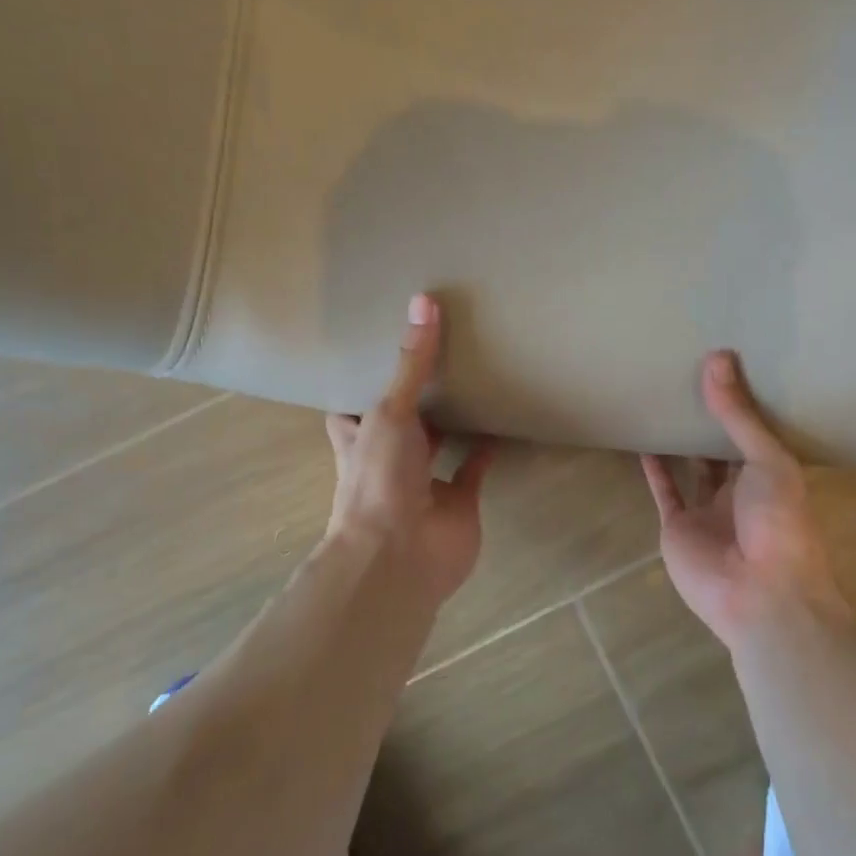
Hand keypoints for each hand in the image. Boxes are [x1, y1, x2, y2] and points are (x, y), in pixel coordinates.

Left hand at [325, 294, 496, 605]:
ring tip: (474, 377)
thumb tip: (424, 300)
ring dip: (453, 421)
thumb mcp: (389, 411)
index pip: (353, 405)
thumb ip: (411, 363)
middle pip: (401, 422)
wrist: (400, 555)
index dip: (364, 380)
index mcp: (359, 437)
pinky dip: (487, 449)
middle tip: (441, 353)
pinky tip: (502, 420)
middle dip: (416, 396)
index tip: (382, 345)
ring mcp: (424, 482)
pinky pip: (474, 469)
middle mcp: (388, 458)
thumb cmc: (379, 478)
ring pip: (439, 444)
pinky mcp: (459, 500)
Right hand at [641, 351, 844, 651]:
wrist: (760, 594)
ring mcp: (709, 510)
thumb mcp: (768, 460)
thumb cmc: (779, 521)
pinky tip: (643, 441)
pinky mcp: (679, 526)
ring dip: (680, 440)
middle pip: (722, 448)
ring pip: (693, 467)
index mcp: (773, 474)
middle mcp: (741, 490)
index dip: (741, 402)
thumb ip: (738, 415)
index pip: (755, 431)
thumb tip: (717, 358)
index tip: (725, 365)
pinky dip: (654, 469)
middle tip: (688, 375)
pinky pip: (665, 491)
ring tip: (664, 404)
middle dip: (709, 418)